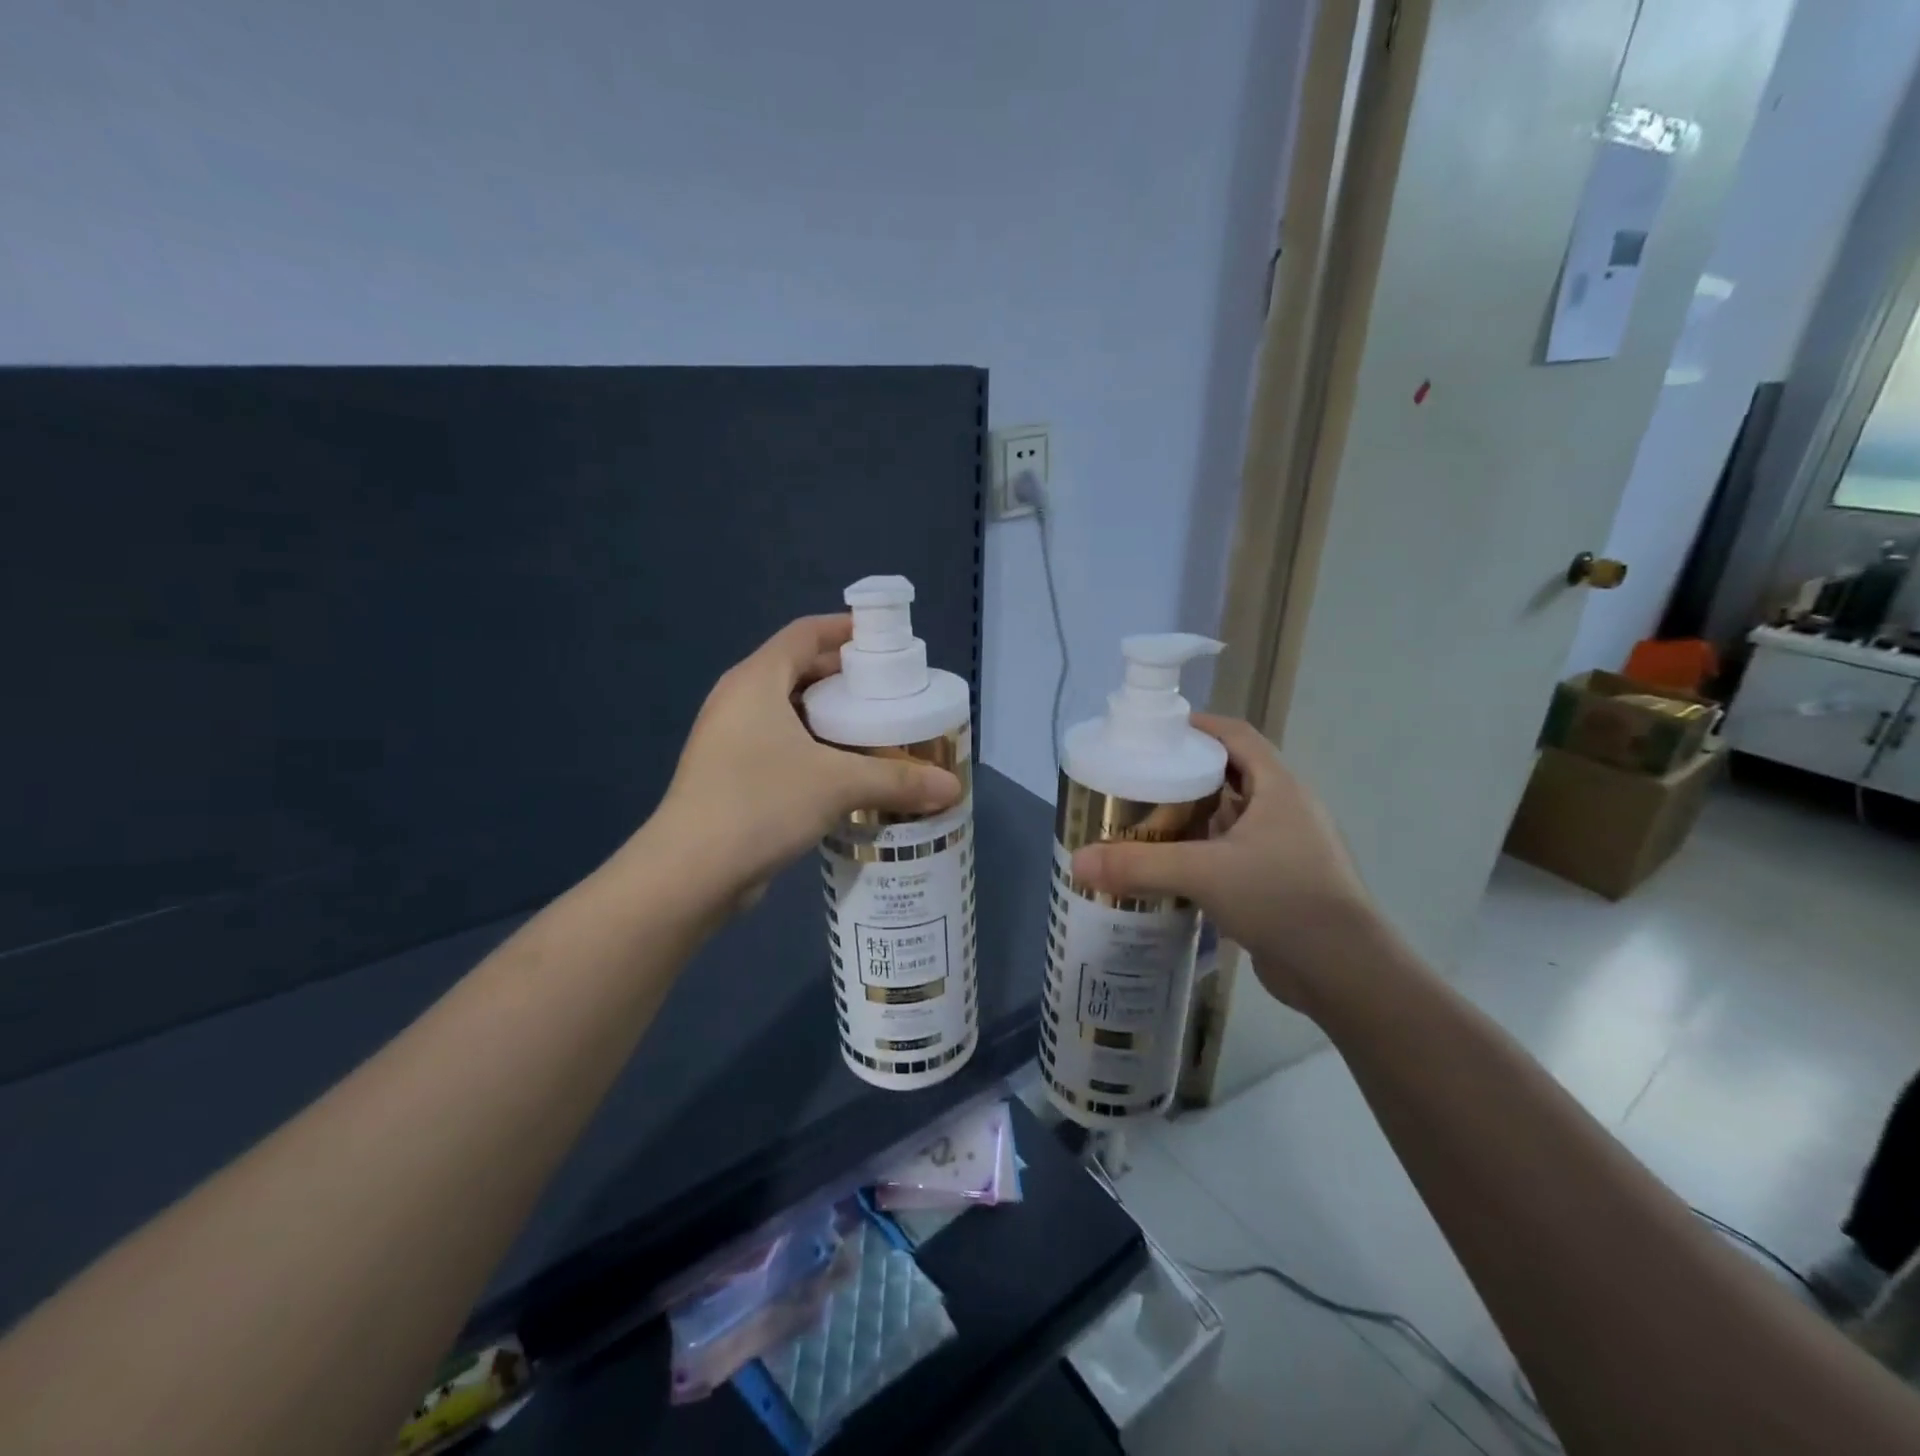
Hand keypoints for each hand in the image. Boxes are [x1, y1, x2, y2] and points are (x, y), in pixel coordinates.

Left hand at [650, 615, 961, 902]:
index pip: (805, 634)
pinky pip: (781, 747)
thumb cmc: (761, 803)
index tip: (885, 642)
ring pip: (790, 714)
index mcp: (756, 681)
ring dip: (831, 720)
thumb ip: (897, 780)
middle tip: (891, 694)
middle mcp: (739, 701)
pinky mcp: (731, 776)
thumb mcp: (837, 785)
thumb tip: (953, 787)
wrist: (691, 873)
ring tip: (877, 732)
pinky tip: (846, 774)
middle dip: (845, 680)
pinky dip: (814, 751)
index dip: (845, 630)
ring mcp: (730, 740)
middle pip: (799, 671)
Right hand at [1069, 715, 1383, 1011]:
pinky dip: (1205, 853)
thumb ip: (1140, 865)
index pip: (1238, 736)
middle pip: (1232, 775)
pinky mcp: (1281, 883)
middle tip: (1140, 780)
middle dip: (1187, 774)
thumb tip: (1078, 862)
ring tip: (1147, 821)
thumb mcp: (1204, 873)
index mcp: (1278, 788)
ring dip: (1195, 817)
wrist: (1345, 972)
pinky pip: (1235, 854)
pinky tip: (1172, 869)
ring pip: (1233, 819)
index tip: (1157, 733)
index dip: (1200, 726)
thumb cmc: (1282, 899)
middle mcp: (1286, 810)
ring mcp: (1287, 849)